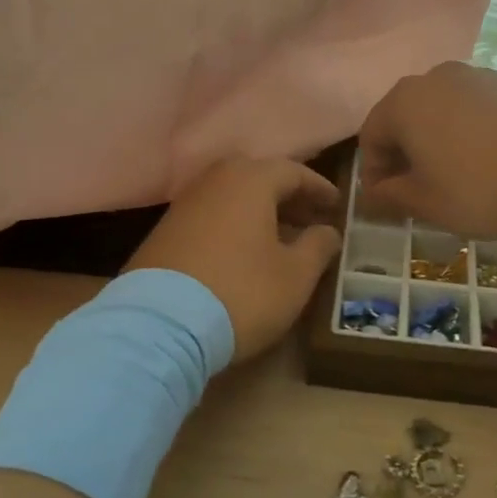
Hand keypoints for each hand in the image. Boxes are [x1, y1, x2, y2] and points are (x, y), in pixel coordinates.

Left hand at [127, 157, 342, 360]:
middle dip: (288, 198)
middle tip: (309, 220)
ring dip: (260, 212)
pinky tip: (243, 254)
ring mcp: (185, 204)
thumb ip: (318, 246)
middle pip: (259, 178)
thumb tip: (328, 231)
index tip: (336, 206)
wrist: (160, 325)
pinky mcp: (164, 231)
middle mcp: (215, 180)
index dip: (319, 189)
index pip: (294, 172)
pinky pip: (211, 216)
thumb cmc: (242, 292)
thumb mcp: (295, 275)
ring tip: (280, 239)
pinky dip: (233, 226)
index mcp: (251, 180)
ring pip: (232, 197)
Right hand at [357, 63, 496, 237]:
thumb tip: (373, 195)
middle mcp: (439, 76)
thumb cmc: (481, 189)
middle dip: (407, 151)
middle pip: (408, 115)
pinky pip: (486, 106)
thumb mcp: (427, 203)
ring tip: (462, 173)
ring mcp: (483, 74)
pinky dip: (481, 128)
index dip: (373, 172)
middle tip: (419, 188)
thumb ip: (391, 196)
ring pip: (449, 107)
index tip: (386, 201)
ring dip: (444, 137)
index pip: (371, 135)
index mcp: (405, 102)